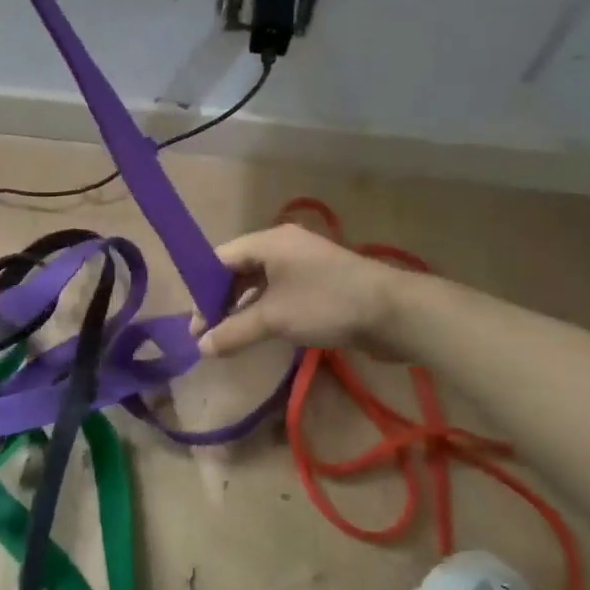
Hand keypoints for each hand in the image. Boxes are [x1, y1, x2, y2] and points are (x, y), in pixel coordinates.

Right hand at [197, 223, 413, 359]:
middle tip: (208, 334)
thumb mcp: (274, 319)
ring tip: (230, 337)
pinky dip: (266, 310)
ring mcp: (305, 264)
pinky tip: (260, 332)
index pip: (221, 258)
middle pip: (240, 269)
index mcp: (269, 242)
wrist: (394, 312)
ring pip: (261, 283)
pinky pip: (281, 292)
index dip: (202, 288)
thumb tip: (200, 347)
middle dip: (221, 301)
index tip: (195, 322)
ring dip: (243, 308)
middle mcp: (284, 246)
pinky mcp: (320, 282)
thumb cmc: (326, 304)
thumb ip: (233, 331)